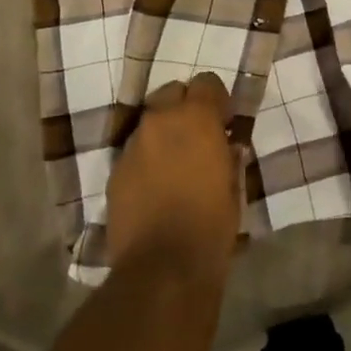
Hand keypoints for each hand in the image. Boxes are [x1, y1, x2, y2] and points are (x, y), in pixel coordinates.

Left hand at [108, 73, 242, 279]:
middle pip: (171, 92)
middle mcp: (160, 121)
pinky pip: (135, 151)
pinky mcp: (115, 171)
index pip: (206, 82)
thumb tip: (227, 146)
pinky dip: (147, 158)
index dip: (217, 99)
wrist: (162, 268)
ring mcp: (133, 145)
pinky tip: (156, 186)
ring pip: (150, 122)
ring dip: (164, 133)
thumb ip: (230, 157)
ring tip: (175, 163)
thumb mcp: (234, 187)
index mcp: (196, 118)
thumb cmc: (211, 224)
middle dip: (185, 107)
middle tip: (198, 136)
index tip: (225, 121)